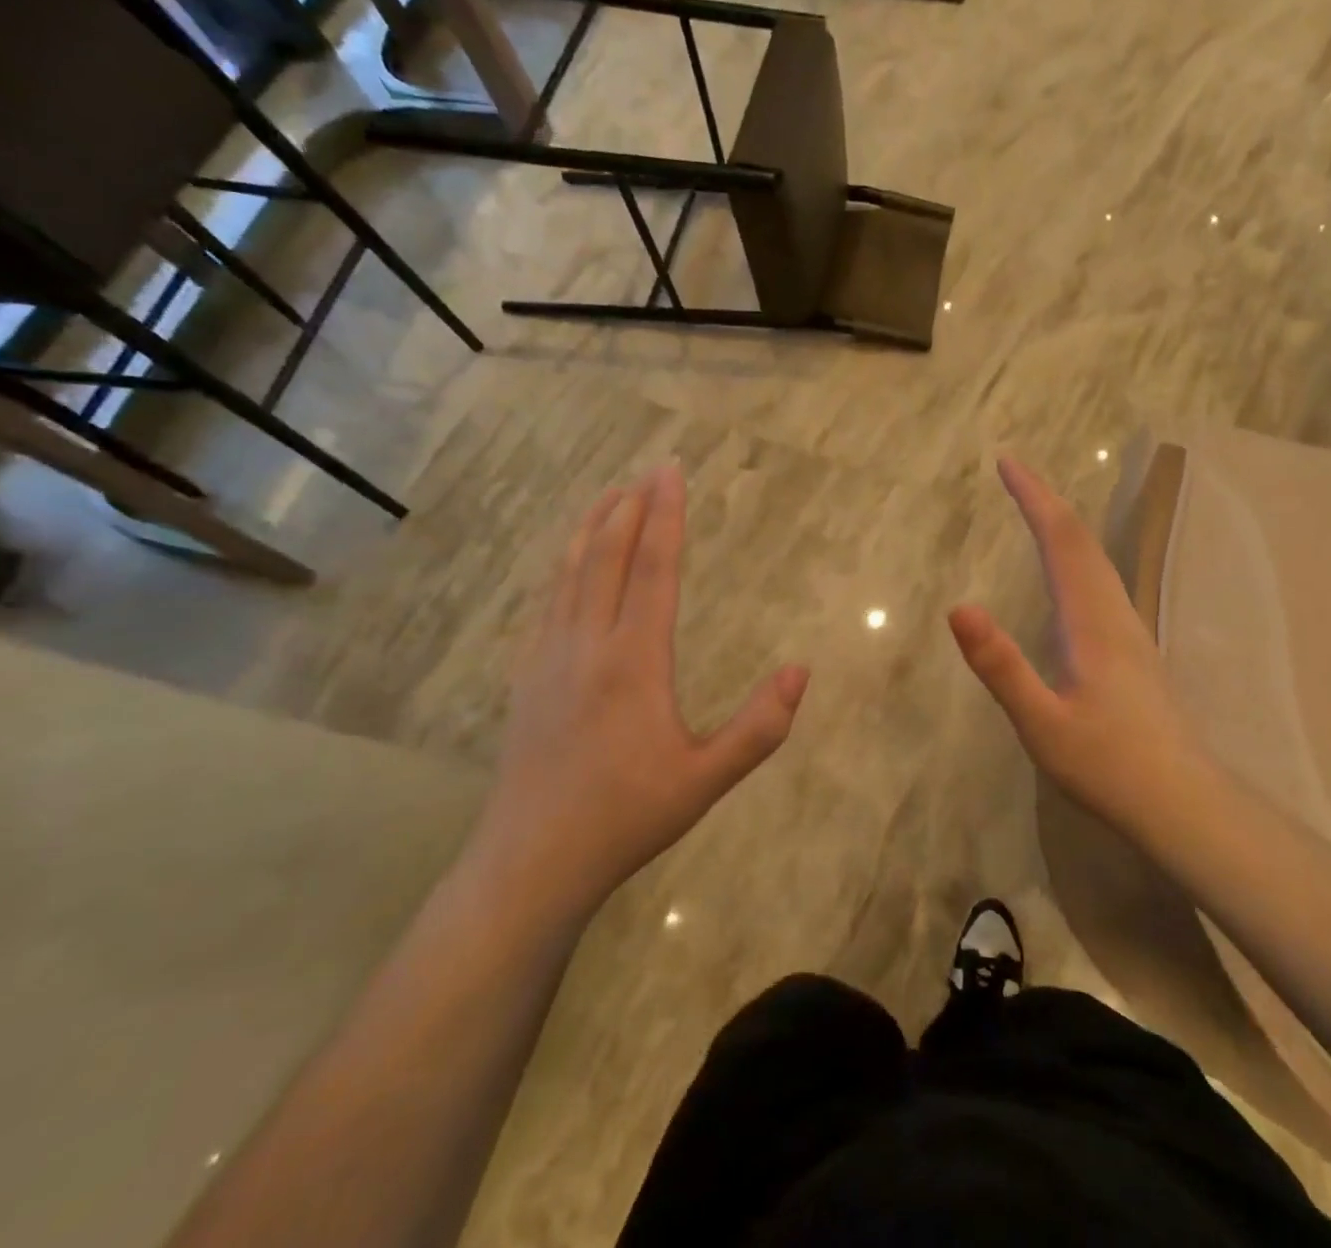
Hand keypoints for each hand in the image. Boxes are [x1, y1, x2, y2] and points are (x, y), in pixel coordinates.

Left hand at [473, 464, 809, 921]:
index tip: (672, 473)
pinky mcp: (529, 676)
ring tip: (609, 493)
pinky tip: (570, 562)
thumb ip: (759, 727)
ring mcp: (550, 657)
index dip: (666, 517)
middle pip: (608, 557)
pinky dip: (564, 565)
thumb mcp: (706, 780)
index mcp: (634, 661)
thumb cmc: (627, 817)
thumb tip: (801, 670)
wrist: (532, 861)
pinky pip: (549, 600)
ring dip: (592, 527)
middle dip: (631, 507)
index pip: (653, 569)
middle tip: (650, 469)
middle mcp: (588, 644)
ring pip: (570, 572)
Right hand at [949, 457, 1202, 842]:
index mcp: (1092, 621)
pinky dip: (1076, 554)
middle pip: (1083, 540)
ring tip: (1035, 509)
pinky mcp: (1133, 650)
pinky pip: (1101, 581)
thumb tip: (958, 607)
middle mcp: (1115, 614)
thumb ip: (1001, 666)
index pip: (1062, 540)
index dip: (1034, 497)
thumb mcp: (1042, 723)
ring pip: (1097, 559)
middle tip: (1013, 473)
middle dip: (1046, 500)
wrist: (1184, 804)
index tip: (1007, 462)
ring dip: (1063, 525)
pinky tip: (1069, 572)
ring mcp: (1130, 631)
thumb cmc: (1109, 767)